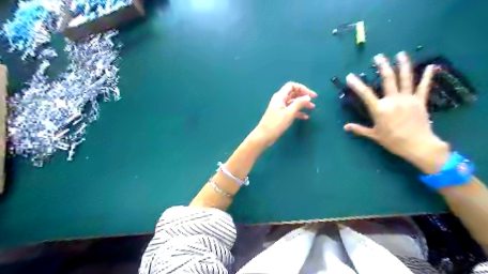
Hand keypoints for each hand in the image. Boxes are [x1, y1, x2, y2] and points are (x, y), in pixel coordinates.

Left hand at [251, 81, 315, 147]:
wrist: (264, 136)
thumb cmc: (276, 124)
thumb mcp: (289, 113)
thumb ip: (299, 103)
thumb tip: (307, 97)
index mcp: (280, 96)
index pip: (292, 86)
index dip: (302, 88)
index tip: (311, 95)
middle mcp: (279, 100)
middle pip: (293, 93)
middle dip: (303, 95)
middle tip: (313, 100)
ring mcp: (280, 108)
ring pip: (293, 102)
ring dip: (302, 104)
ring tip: (312, 108)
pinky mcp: (280, 115)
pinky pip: (291, 110)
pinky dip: (298, 112)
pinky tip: (305, 117)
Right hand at [343, 52, 448, 172]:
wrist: (418, 145)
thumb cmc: (393, 141)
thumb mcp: (374, 135)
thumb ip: (359, 129)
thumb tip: (345, 127)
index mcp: (380, 109)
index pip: (365, 93)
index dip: (357, 84)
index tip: (350, 76)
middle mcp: (393, 100)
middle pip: (387, 79)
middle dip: (382, 66)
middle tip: (379, 57)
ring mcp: (408, 99)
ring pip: (405, 78)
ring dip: (403, 65)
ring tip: (400, 54)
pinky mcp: (420, 101)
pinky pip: (424, 87)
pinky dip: (428, 76)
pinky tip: (432, 66)